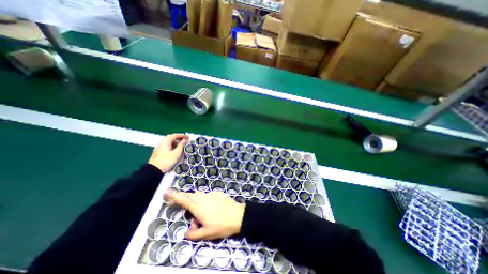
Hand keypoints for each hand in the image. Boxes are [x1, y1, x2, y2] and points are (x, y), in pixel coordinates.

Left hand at [148, 133, 187, 172]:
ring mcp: (159, 147)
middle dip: (179, 139)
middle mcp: (162, 143)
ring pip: (169, 142)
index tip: (188, 137)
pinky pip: (167, 146)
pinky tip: (176, 150)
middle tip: (185, 141)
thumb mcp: (177, 153)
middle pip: (171, 138)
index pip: (174, 135)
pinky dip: (173, 146)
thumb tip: (184, 140)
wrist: (154, 170)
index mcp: (166, 141)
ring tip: (182, 146)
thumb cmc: (167, 161)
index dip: (182, 135)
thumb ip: (181, 145)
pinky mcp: (159, 152)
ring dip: (176, 143)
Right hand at [166, 190, 245, 240]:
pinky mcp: (218, 193)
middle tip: (180, 205)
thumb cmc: (221, 225)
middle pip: (190, 196)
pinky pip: (208, 195)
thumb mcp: (206, 234)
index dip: (174, 196)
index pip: (183, 200)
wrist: (238, 215)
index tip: (167, 192)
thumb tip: (186, 233)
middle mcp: (203, 198)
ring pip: (200, 196)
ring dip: (196, 202)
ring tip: (199, 212)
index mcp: (198, 207)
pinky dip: (206, 201)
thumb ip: (193, 234)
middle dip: (184, 199)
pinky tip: (212, 208)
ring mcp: (211, 194)